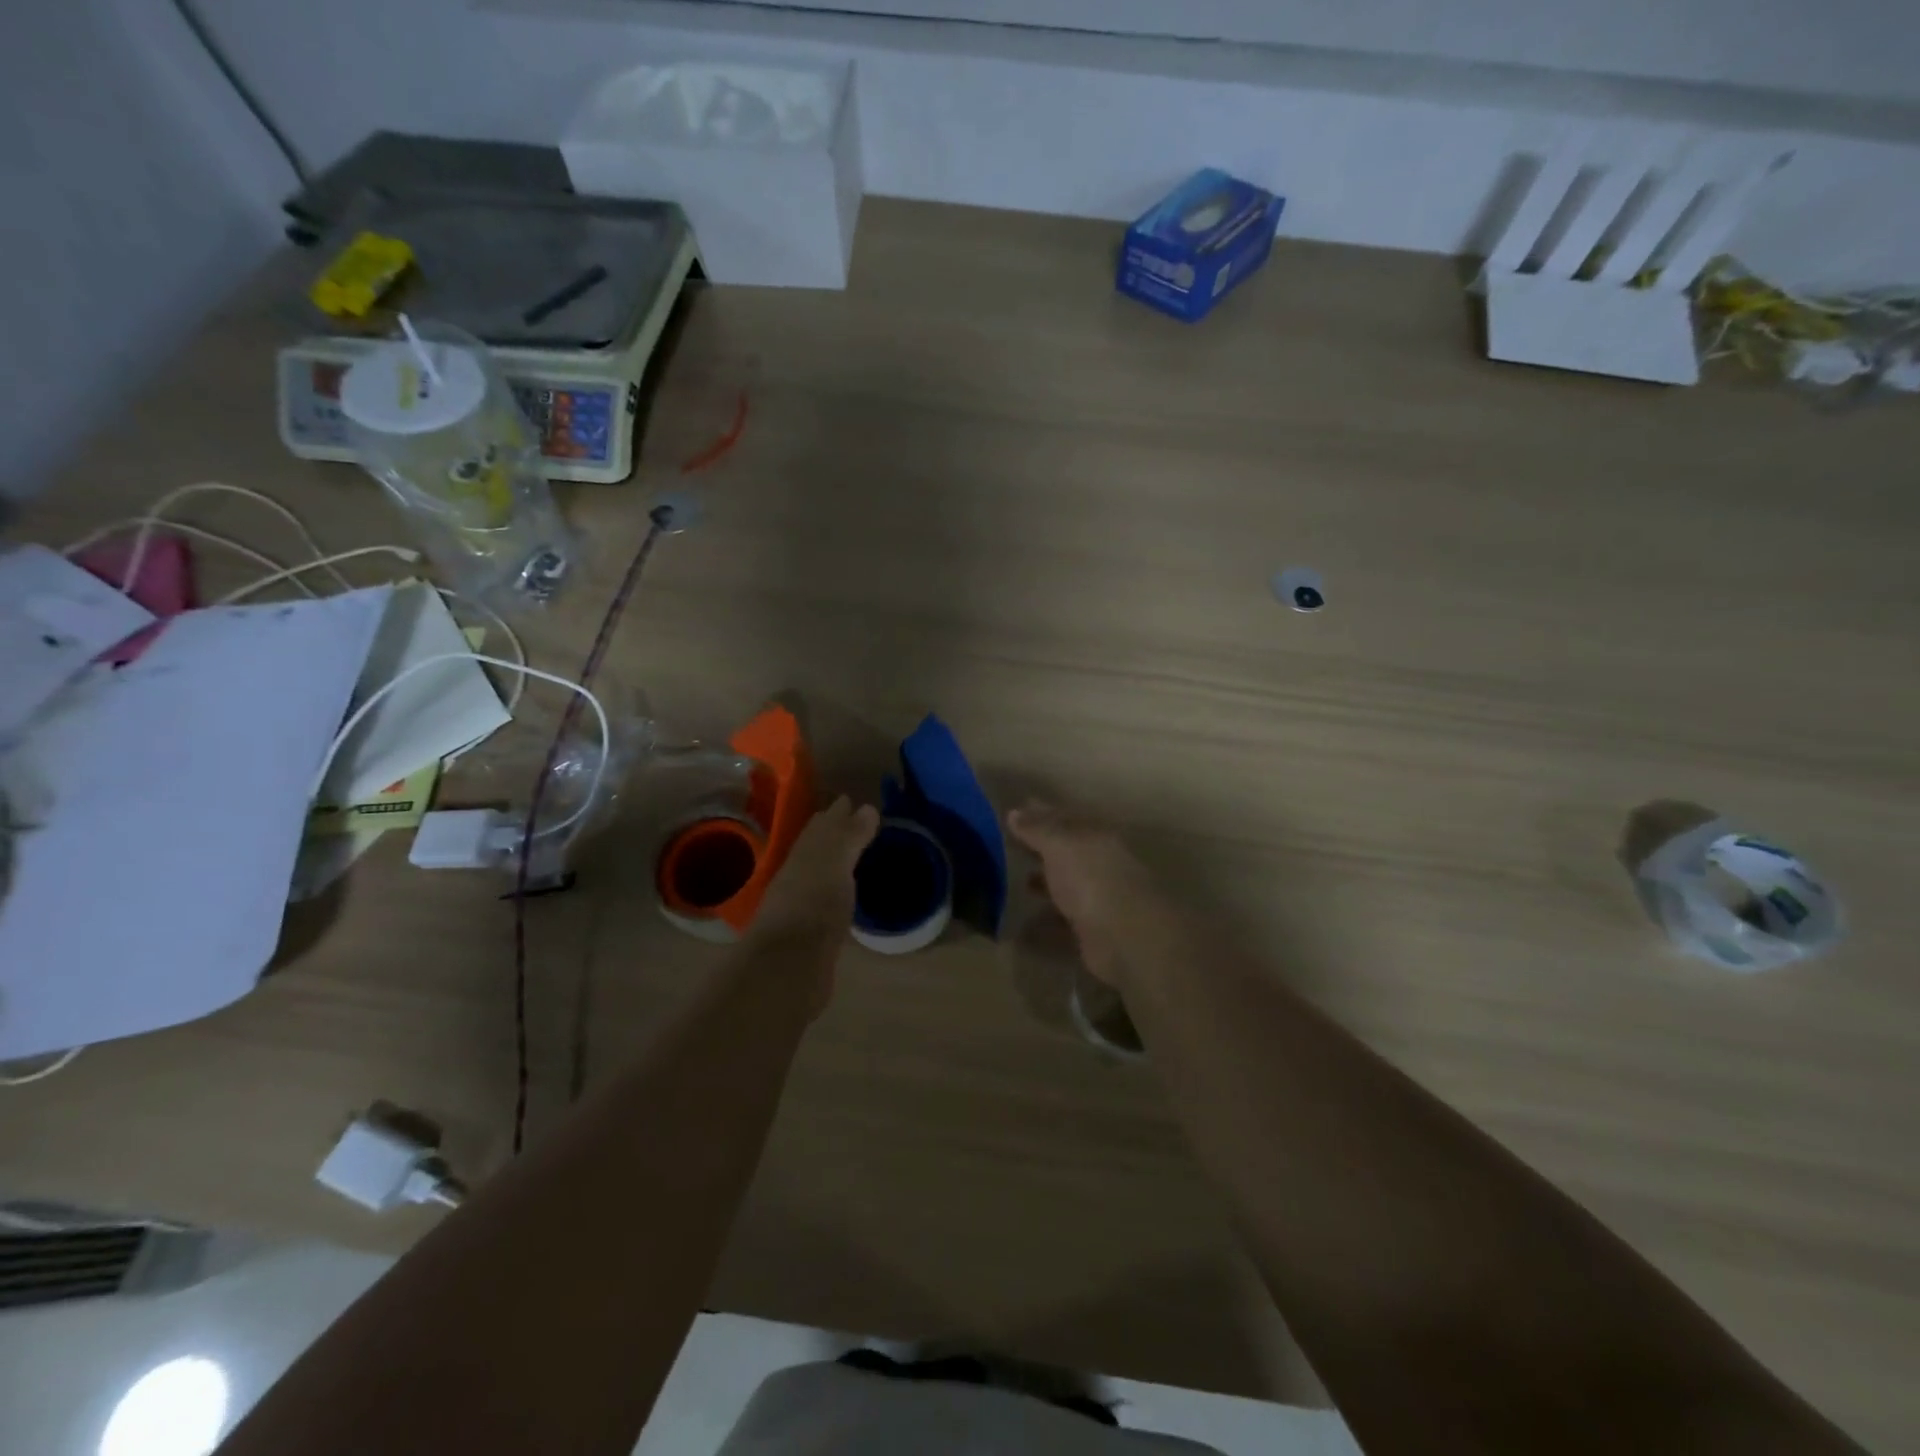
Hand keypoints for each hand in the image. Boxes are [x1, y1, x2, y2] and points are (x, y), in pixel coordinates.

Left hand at [749, 797, 879, 950]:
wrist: (789, 963)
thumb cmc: (814, 903)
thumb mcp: (835, 861)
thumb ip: (850, 836)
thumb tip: (867, 808)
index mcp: (804, 853)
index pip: (822, 825)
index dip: (837, 813)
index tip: (853, 801)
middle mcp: (799, 874)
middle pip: (817, 847)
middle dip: (834, 833)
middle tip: (857, 822)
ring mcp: (801, 904)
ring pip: (820, 874)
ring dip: (835, 862)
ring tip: (855, 855)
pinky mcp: (810, 933)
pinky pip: (825, 900)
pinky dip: (836, 890)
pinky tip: (846, 894)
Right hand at [1006, 802, 1160, 987]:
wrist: (1124, 936)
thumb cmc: (1091, 878)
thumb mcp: (1059, 844)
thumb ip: (1038, 828)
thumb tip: (1015, 811)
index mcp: (1096, 837)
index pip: (1066, 819)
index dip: (1040, 815)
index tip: (1013, 814)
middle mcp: (1100, 865)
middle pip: (1067, 853)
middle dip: (1040, 850)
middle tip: (1006, 848)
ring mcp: (1098, 900)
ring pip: (1066, 887)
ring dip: (1043, 885)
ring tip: (1011, 884)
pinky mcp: (1092, 932)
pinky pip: (1061, 923)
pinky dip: (1043, 923)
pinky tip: (1021, 926)